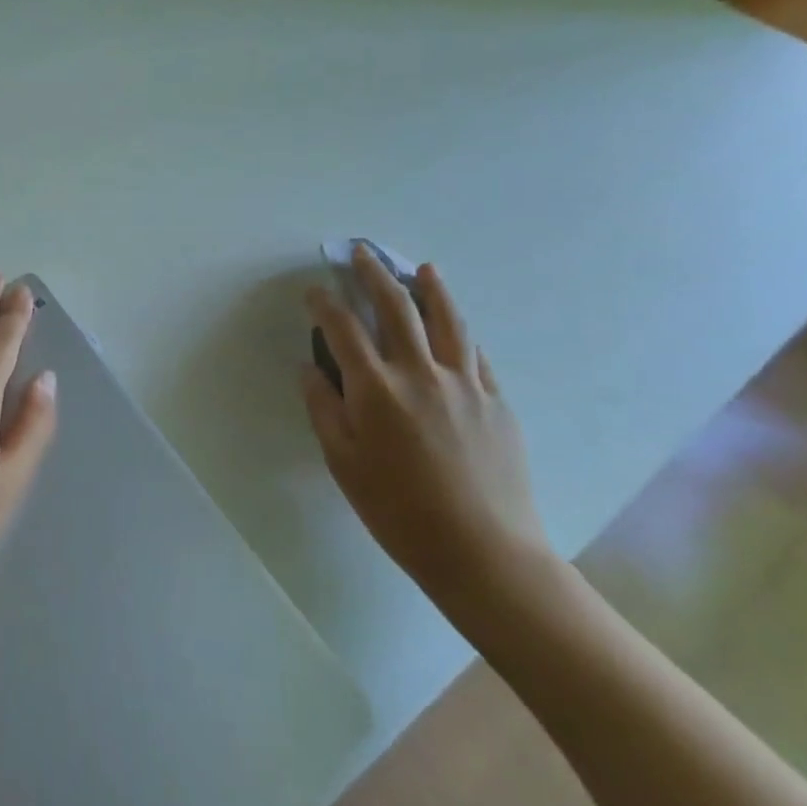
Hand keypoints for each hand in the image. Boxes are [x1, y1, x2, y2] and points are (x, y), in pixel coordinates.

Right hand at [302, 247, 552, 614]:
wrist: (483, 552)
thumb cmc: (398, 511)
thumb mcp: (343, 463)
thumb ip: (323, 408)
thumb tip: (309, 368)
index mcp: (376, 389)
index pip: (343, 328)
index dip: (325, 303)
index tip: (314, 291)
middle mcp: (420, 373)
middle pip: (396, 308)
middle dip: (375, 275)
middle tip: (363, 253)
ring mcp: (465, 384)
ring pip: (447, 321)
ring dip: (431, 289)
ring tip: (423, 269)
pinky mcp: (497, 402)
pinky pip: (476, 355)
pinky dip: (460, 332)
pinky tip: (455, 326)